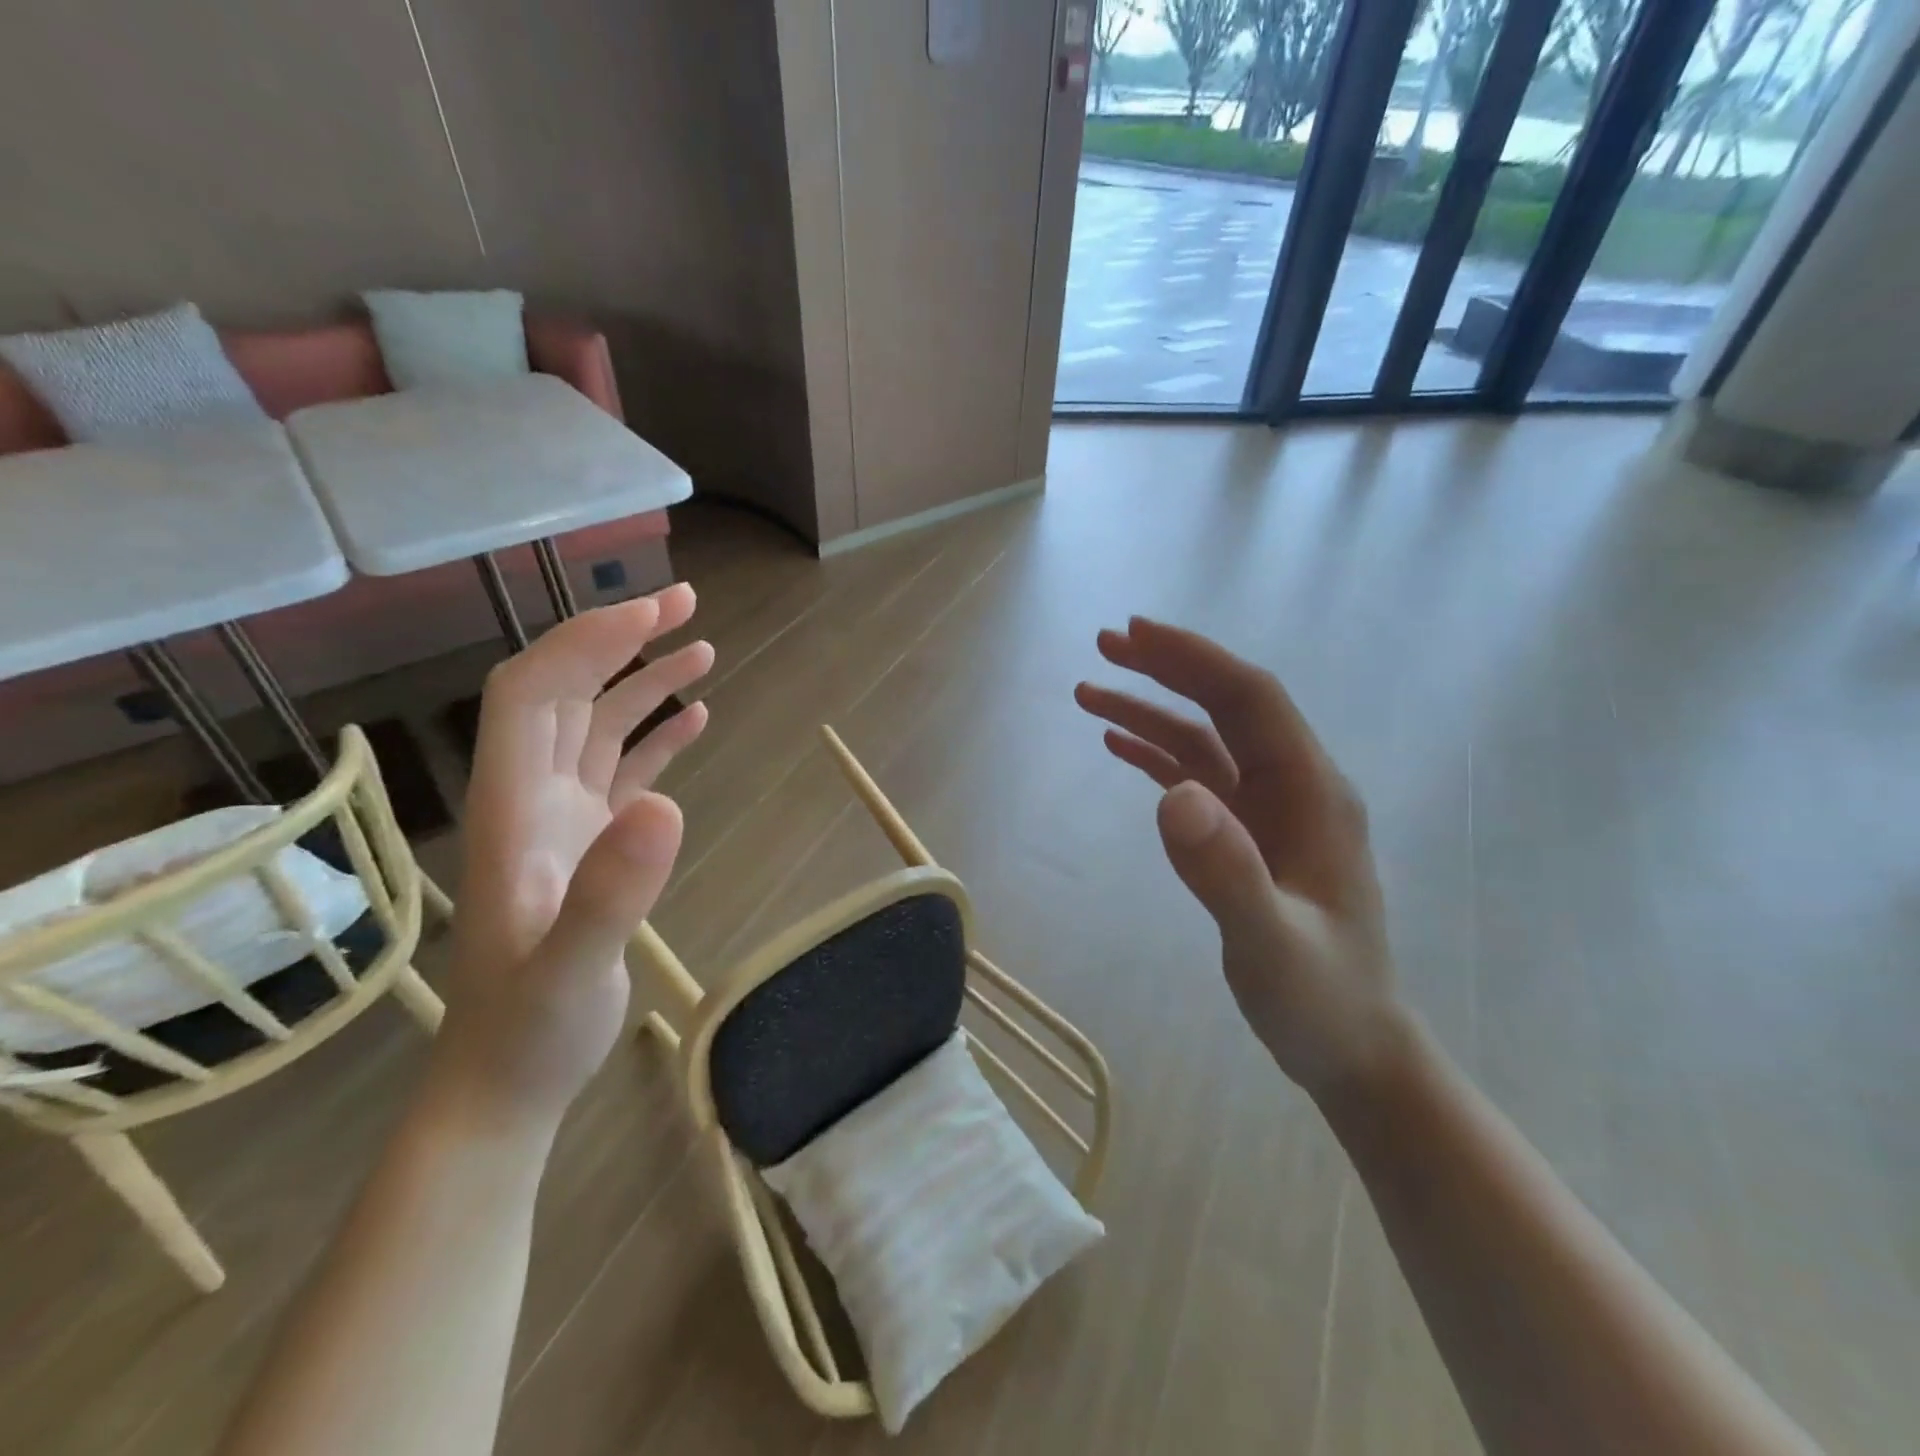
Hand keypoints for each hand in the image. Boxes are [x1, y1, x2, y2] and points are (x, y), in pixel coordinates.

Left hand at [434, 586, 713, 1133]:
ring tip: (703, 647)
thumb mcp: (570, 968)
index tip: (649, 615)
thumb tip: (668, 803)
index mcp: (512, 806)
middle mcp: (533, 797)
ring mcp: (564, 820)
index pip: (533, 693)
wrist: (509, 1080)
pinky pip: (624, 769)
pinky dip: (658, 736)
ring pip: (599, 725)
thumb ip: (610, 891)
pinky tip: (696, 718)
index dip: (585, 643)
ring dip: (645, 681)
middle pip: (567, 691)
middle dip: (620, 639)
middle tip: (686, 603)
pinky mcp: (594, 843)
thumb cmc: (530, 1028)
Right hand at [1075, 618, 1405, 1101]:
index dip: (1194, 660)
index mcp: (1311, 792)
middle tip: (1105, 645)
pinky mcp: (1247, 836)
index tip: (1135, 634)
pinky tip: (1119, 746)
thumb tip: (1173, 794)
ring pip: (1205, 740)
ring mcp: (1269, 812)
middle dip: (1168, 669)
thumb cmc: (1319, 998)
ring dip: (1152, 711)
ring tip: (1090, 693)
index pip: (1249, 699)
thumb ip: (1226, 872)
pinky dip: (1157, 755)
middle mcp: (1293, 787)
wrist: (1351, 1047)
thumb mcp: (1271, 944)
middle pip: (1226, 706)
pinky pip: (1199, 778)